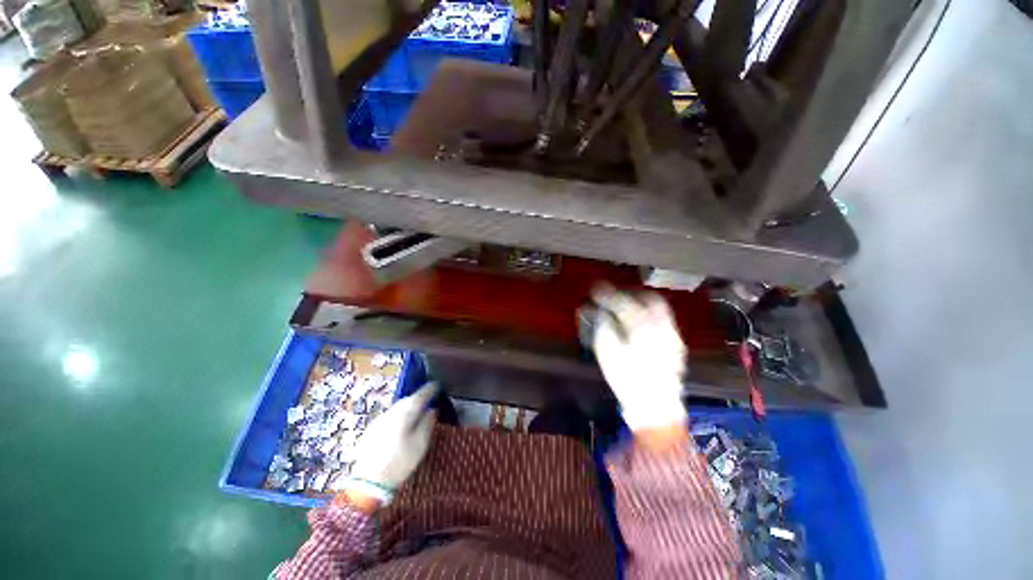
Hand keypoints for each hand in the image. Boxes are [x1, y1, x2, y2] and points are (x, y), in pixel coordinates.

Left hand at [344, 383, 437, 504]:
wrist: (368, 482)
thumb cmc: (400, 461)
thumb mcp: (420, 443)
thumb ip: (428, 423)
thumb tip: (432, 409)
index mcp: (405, 413)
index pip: (420, 395)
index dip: (430, 389)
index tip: (437, 384)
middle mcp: (391, 411)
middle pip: (407, 399)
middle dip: (418, 397)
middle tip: (428, 399)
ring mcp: (379, 420)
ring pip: (397, 407)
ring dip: (407, 407)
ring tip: (416, 412)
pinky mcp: (371, 429)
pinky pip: (389, 416)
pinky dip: (398, 416)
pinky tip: (401, 426)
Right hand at [592, 285, 687, 431]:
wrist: (656, 407)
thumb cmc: (628, 380)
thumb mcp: (609, 353)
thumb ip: (605, 328)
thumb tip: (602, 313)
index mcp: (643, 330)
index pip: (624, 304)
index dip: (608, 294)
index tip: (596, 289)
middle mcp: (663, 328)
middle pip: (651, 300)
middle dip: (632, 292)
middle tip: (616, 293)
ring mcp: (673, 337)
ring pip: (660, 309)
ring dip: (641, 302)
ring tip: (626, 304)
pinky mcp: (676, 345)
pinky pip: (663, 321)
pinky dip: (649, 315)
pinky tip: (638, 322)